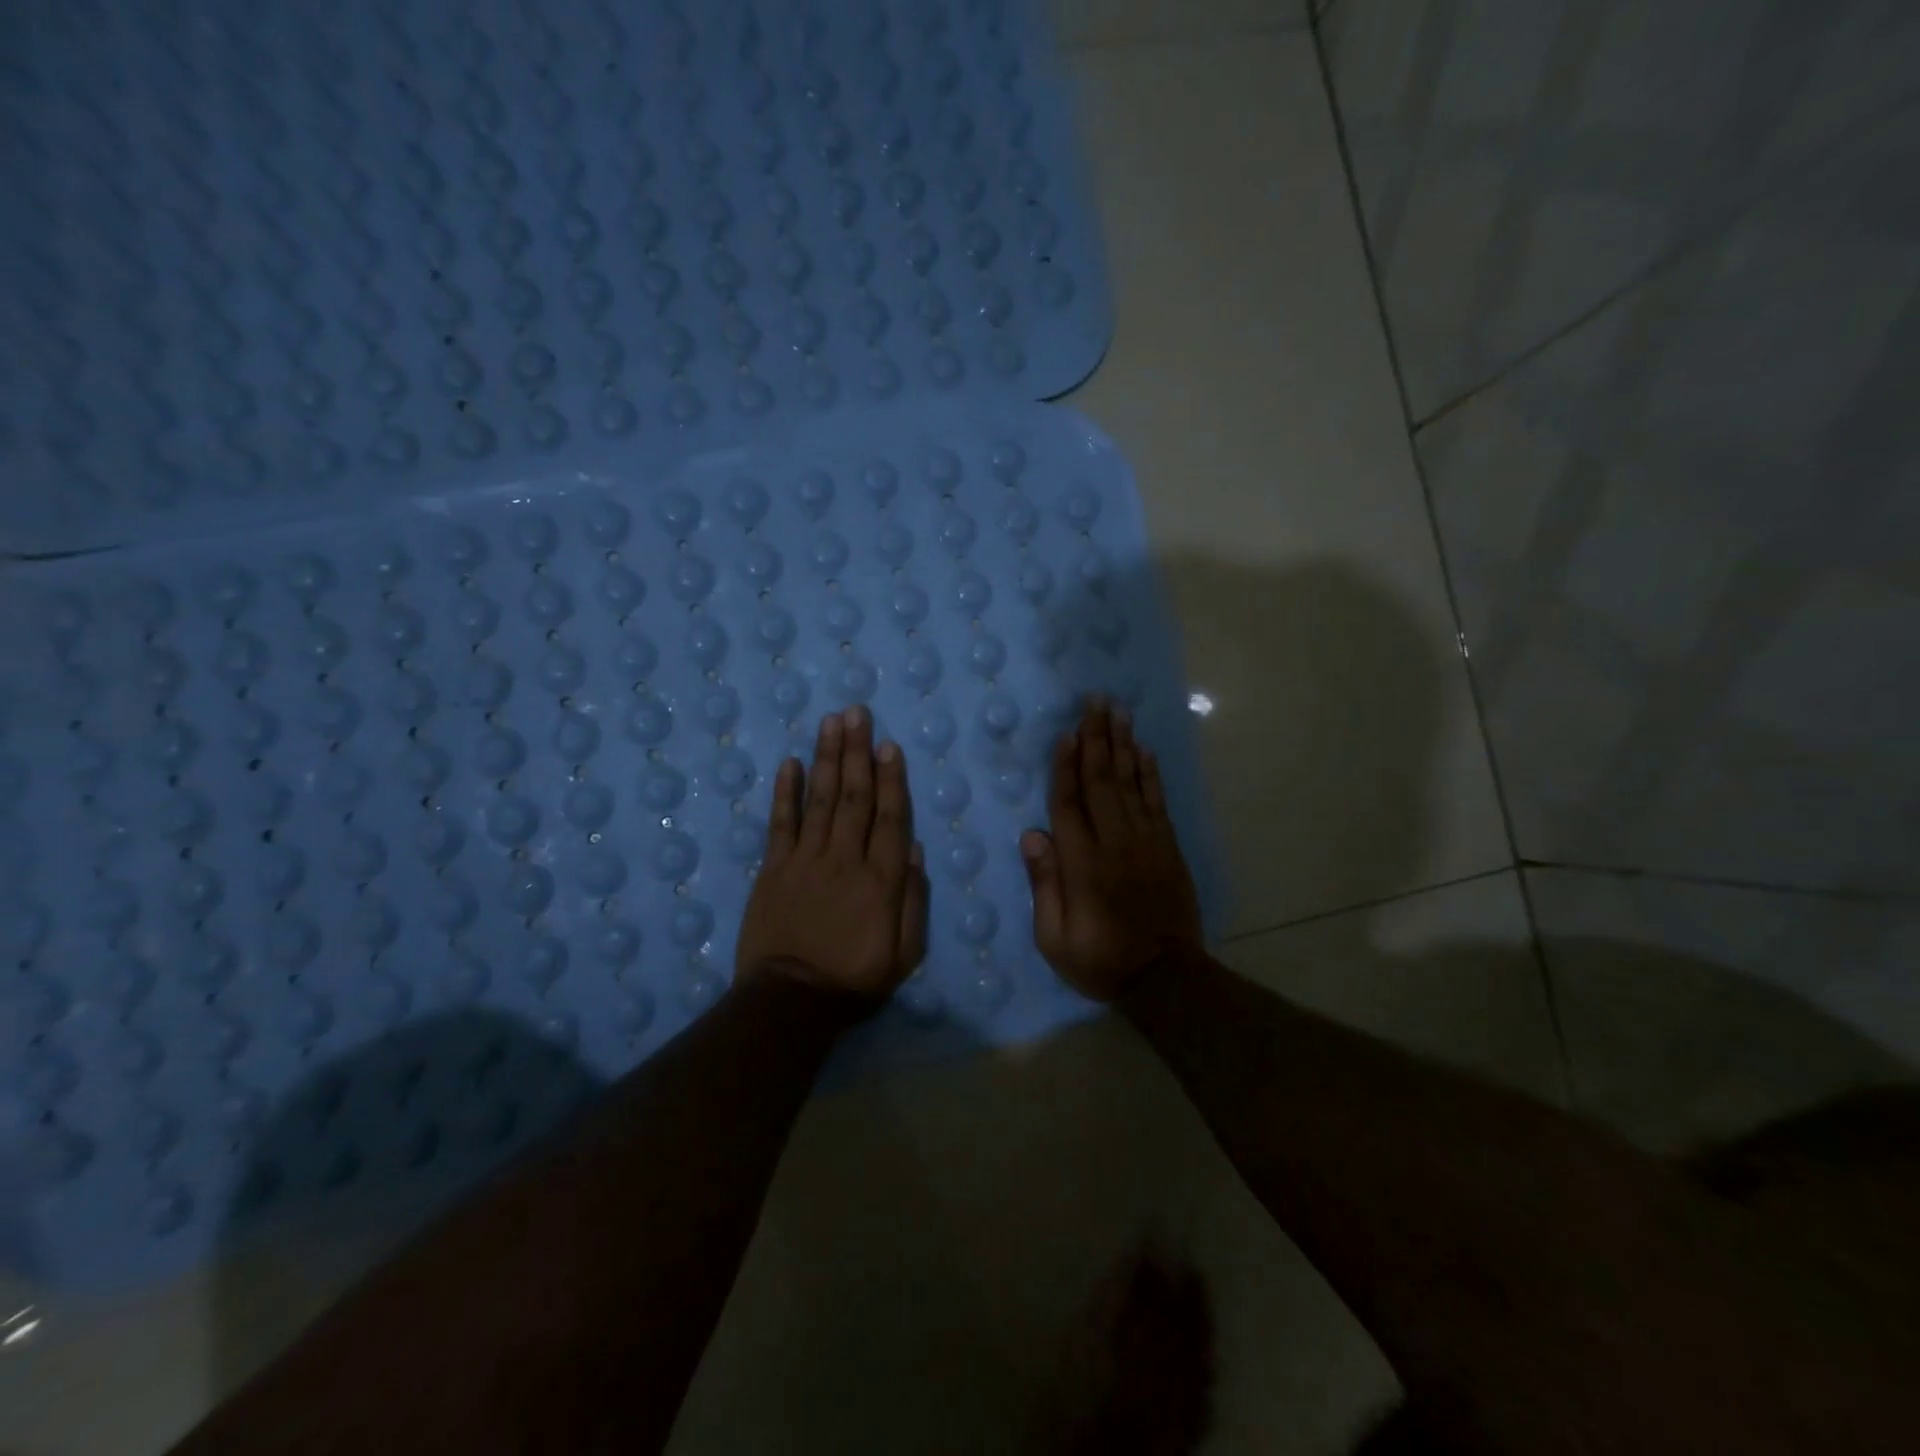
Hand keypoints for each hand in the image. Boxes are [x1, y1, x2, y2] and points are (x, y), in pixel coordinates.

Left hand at [736, 706, 928, 1002]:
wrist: (790, 1002)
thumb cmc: (854, 979)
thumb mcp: (904, 953)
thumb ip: (912, 900)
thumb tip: (912, 848)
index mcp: (880, 879)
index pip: (889, 817)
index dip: (890, 778)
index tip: (888, 744)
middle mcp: (844, 859)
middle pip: (854, 797)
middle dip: (857, 752)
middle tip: (856, 713)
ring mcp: (805, 860)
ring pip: (820, 800)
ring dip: (827, 759)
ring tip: (831, 723)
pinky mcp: (773, 869)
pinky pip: (780, 823)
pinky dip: (786, 792)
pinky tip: (790, 763)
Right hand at [1021, 700, 1202, 1001]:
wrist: (1166, 979)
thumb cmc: (1100, 960)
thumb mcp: (1055, 938)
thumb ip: (1044, 885)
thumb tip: (1033, 836)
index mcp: (1082, 865)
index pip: (1069, 804)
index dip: (1065, 767)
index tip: (1066, 734)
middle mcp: (1115, 843)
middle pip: (1101, 782)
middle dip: (1096, 739)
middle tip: (1095, 702)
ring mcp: (1146, 843)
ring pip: (1131, 784)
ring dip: (1123, 745)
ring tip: (1119, 712)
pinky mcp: (1167, 848)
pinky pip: (1157, 802)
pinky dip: (1151, 774)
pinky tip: (1145, 750)